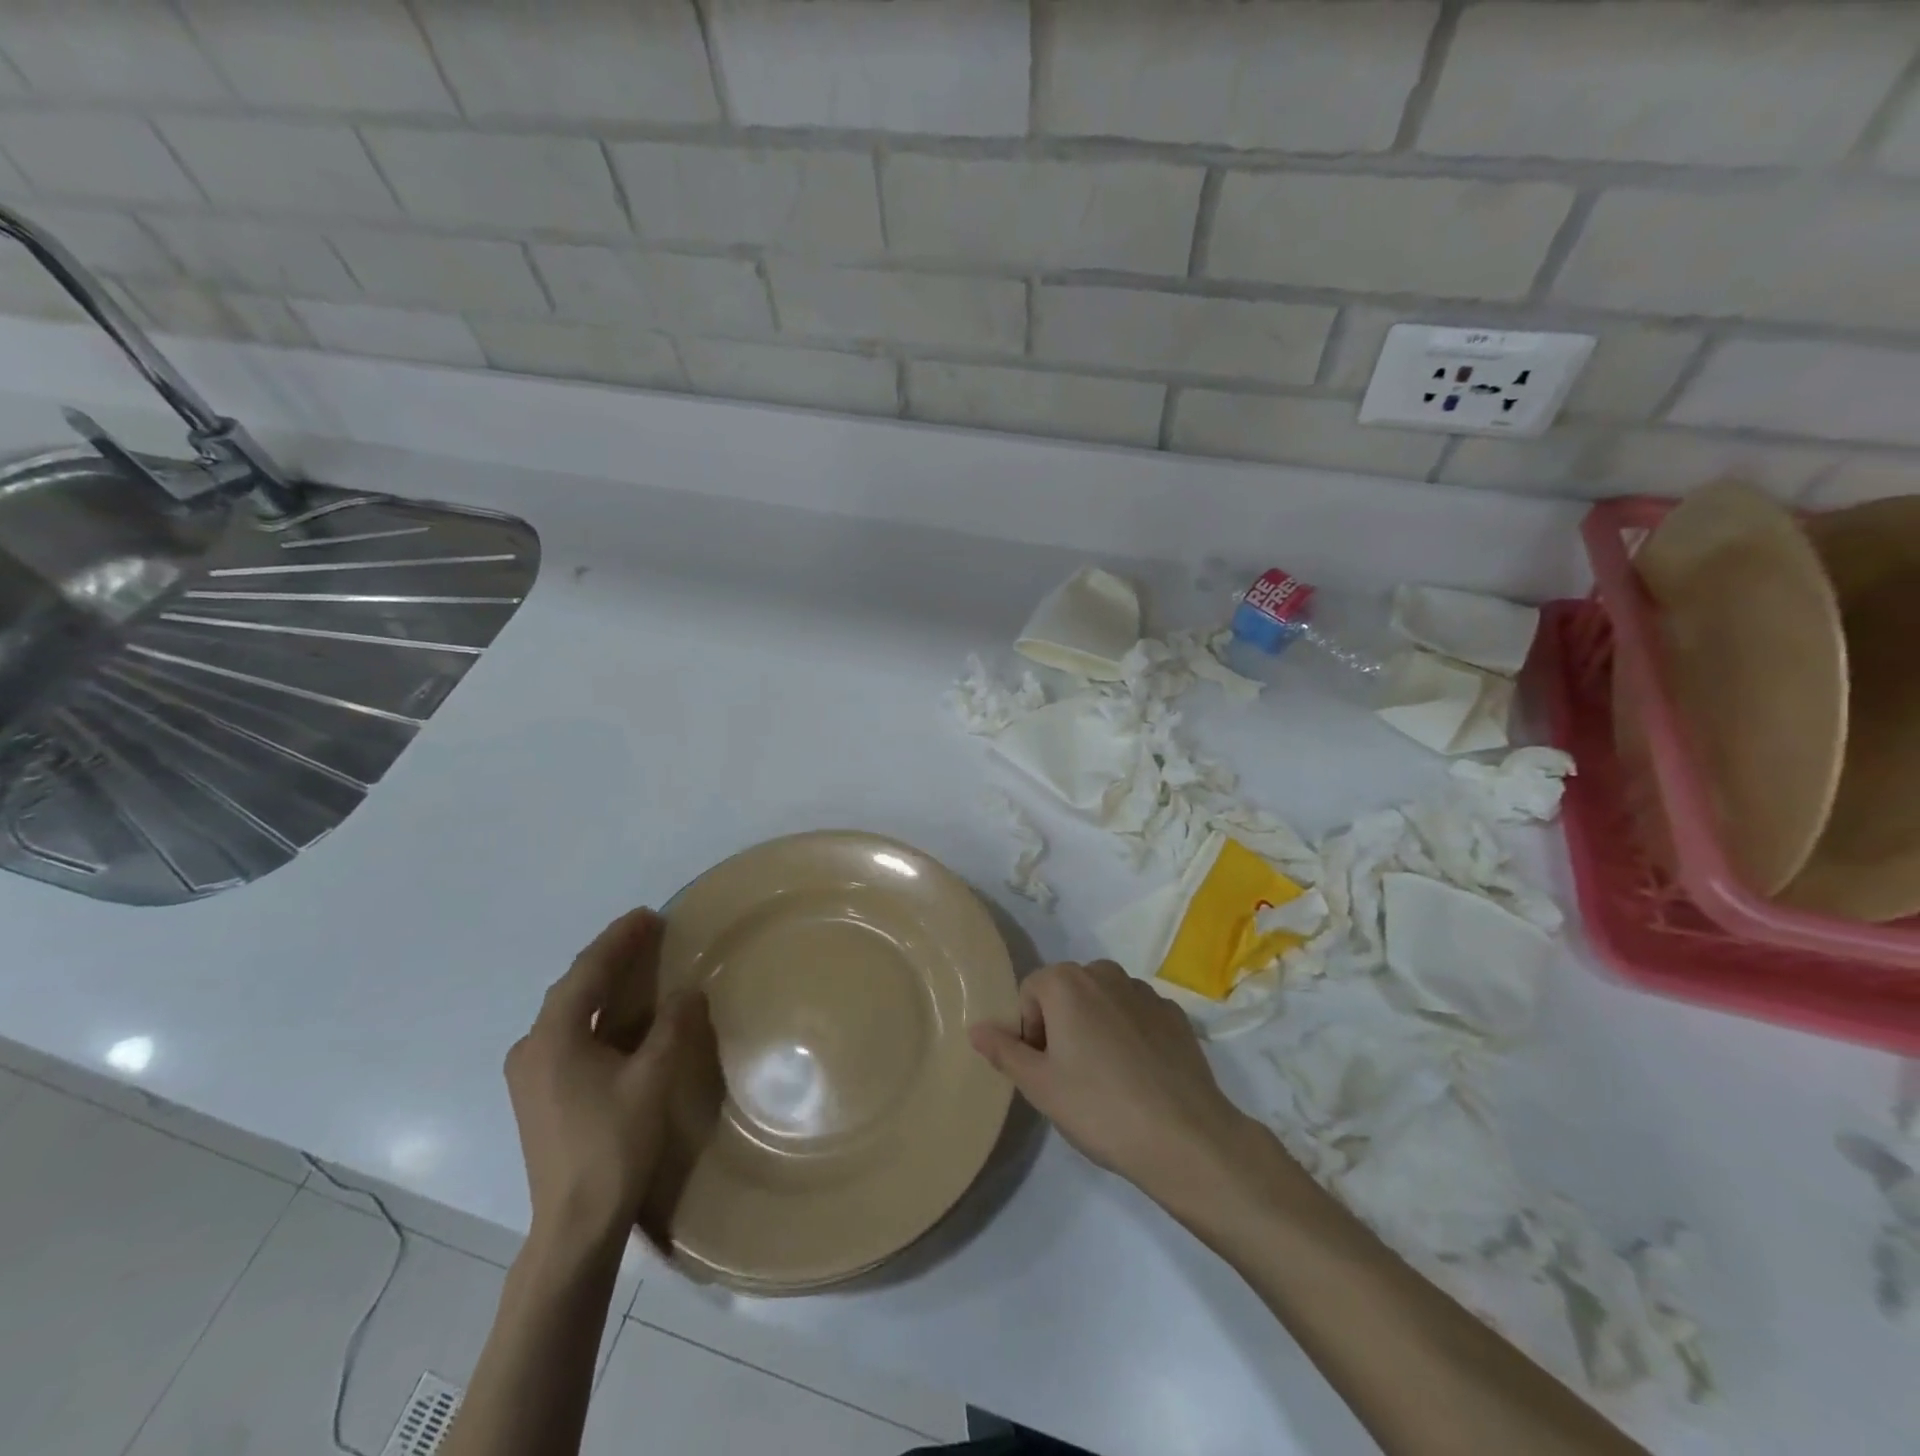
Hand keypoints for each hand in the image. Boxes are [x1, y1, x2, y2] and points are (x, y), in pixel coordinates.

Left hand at [504, 908, 707, 1249]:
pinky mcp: (537, 1094)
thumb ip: (672, 1027)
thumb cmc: (613, 1143)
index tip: (648, 915)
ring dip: (600, 984)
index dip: (619, 939)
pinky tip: (616, 1015)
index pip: (588, 972)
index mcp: (553, 1038)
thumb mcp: (653, 1079)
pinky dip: (594, 1012)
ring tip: (634, 963)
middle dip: (609, 956)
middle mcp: (531, 1048)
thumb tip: (688, 991)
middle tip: (646, 932)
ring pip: (568, 1011)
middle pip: (573, 987)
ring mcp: (529, 1074)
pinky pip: (567, 1033)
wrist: (575, 1223)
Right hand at [968, 960, 1255, 1209]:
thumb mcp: (1039, 1085)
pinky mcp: (1175, 1015)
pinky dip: (1130, 1034)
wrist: (1185, 1137)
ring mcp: (1145, 992)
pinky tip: (1139, 1076)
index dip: (1028, 1030)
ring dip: (1095, 1026)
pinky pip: (1137, 1015)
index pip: (1030, 992)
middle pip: (1067, 991)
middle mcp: (1105, 973)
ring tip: (1106, 1077)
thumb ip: (1004, 1050)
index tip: (1043, 1068)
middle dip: (1061, 1024)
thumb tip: (975, 1027)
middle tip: (1069, 1075)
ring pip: (1103, 1001)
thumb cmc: (1099, 1107)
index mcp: (1067, 982)